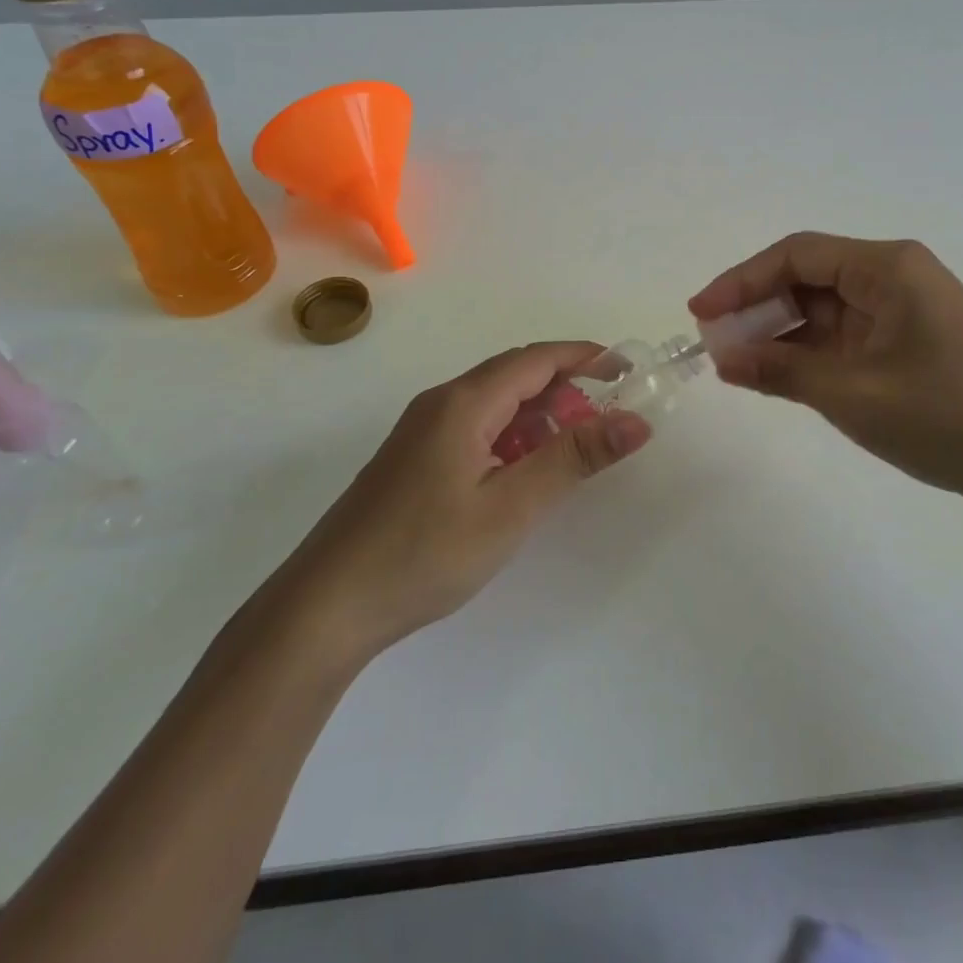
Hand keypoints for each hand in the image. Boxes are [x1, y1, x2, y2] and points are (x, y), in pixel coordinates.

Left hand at [287, 343, 651, 657]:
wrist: (327, 605)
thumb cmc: (425, 552)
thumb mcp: (511, 507)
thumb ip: (573, 459)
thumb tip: (636, 422)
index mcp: (464, 402)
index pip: (537, 358)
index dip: (586, 356)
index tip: (629, 369)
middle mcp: (441, 402)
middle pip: (515, 375)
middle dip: (566, 387)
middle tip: (607, 419)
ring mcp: (422, 429)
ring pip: (495, 403)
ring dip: (539, 414)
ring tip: (571, 450)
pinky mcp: (414, 457)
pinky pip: (475, 427)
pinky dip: (511, 436)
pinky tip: (521, 473)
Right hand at [689, 233, 962, 513]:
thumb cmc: (949, 416)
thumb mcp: (854, 394)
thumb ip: (782, 370)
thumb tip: (723, 358)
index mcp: (887, 267)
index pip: (796, 256)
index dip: (741, 280)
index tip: (700, 313)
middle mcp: (895, 277)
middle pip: (808, 279)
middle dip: (758, 309)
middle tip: (716, 345)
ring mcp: (904, 311)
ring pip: (824, 310)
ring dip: (782, 335)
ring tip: (739, 365)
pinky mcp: (909, 343)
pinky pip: (845, 337)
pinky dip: (810, 354)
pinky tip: (782, 377)